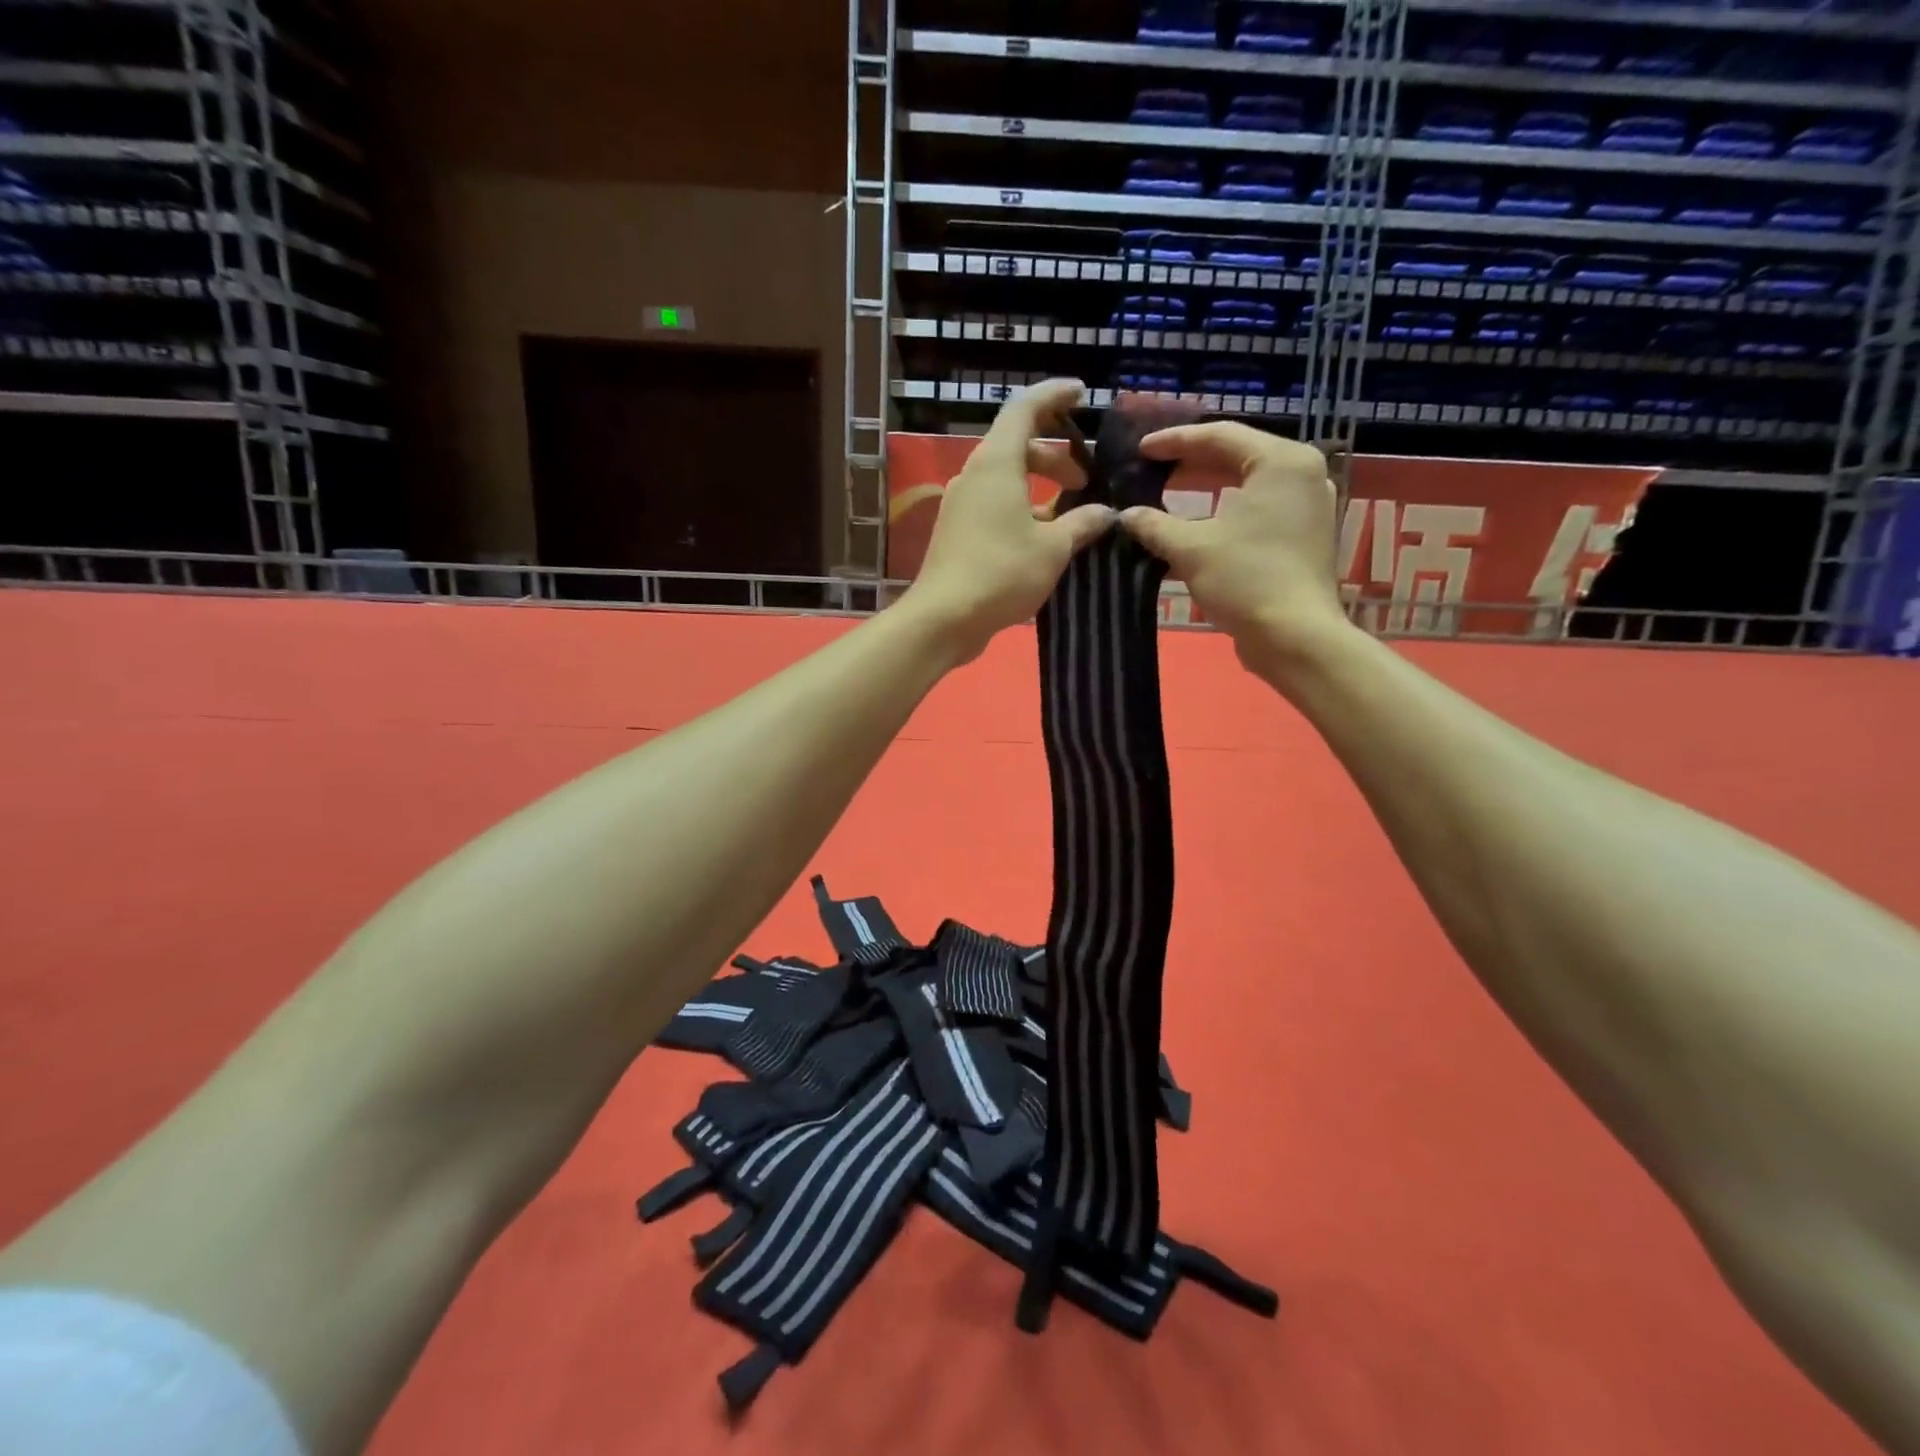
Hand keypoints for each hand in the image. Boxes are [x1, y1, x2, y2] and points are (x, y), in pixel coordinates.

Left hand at [904, 378, 1116, 659]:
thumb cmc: (1001, 573)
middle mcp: (974, 475)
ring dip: (1038, 488)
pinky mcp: (956, 531)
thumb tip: (1105, 513)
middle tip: (1085, 481)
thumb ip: (1082, 524)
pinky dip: (1020, 509)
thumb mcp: (1053, 549)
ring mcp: (960, 504)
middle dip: (1055, 456)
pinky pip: (993, 505)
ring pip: (1005, 479)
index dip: (1053, 396)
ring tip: (1069, 516)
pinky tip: (1041, 540)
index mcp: (997, 464)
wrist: (943, 617)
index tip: (1080, 393)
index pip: (1024, 409)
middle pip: (1016, 446)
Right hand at [1118, 422, 1350, 669]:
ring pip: (1247, 483)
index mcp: (1281, 461)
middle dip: (1191, 462)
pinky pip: (1258, 508)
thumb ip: (1154, 525)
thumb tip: (1125, 515)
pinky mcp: (1304, 534)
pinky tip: (1195, 524)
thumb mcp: (1190, 548)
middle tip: (1152, 468)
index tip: (1140, 450)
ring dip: (1206, 488)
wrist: (1294, 637)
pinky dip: (1225, 511)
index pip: (1220, 435)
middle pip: (1237, 455)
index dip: (1174, 441)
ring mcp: (1308, 505)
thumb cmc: (1246, 580)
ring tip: (1168, 491)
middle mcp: (1302, 473)